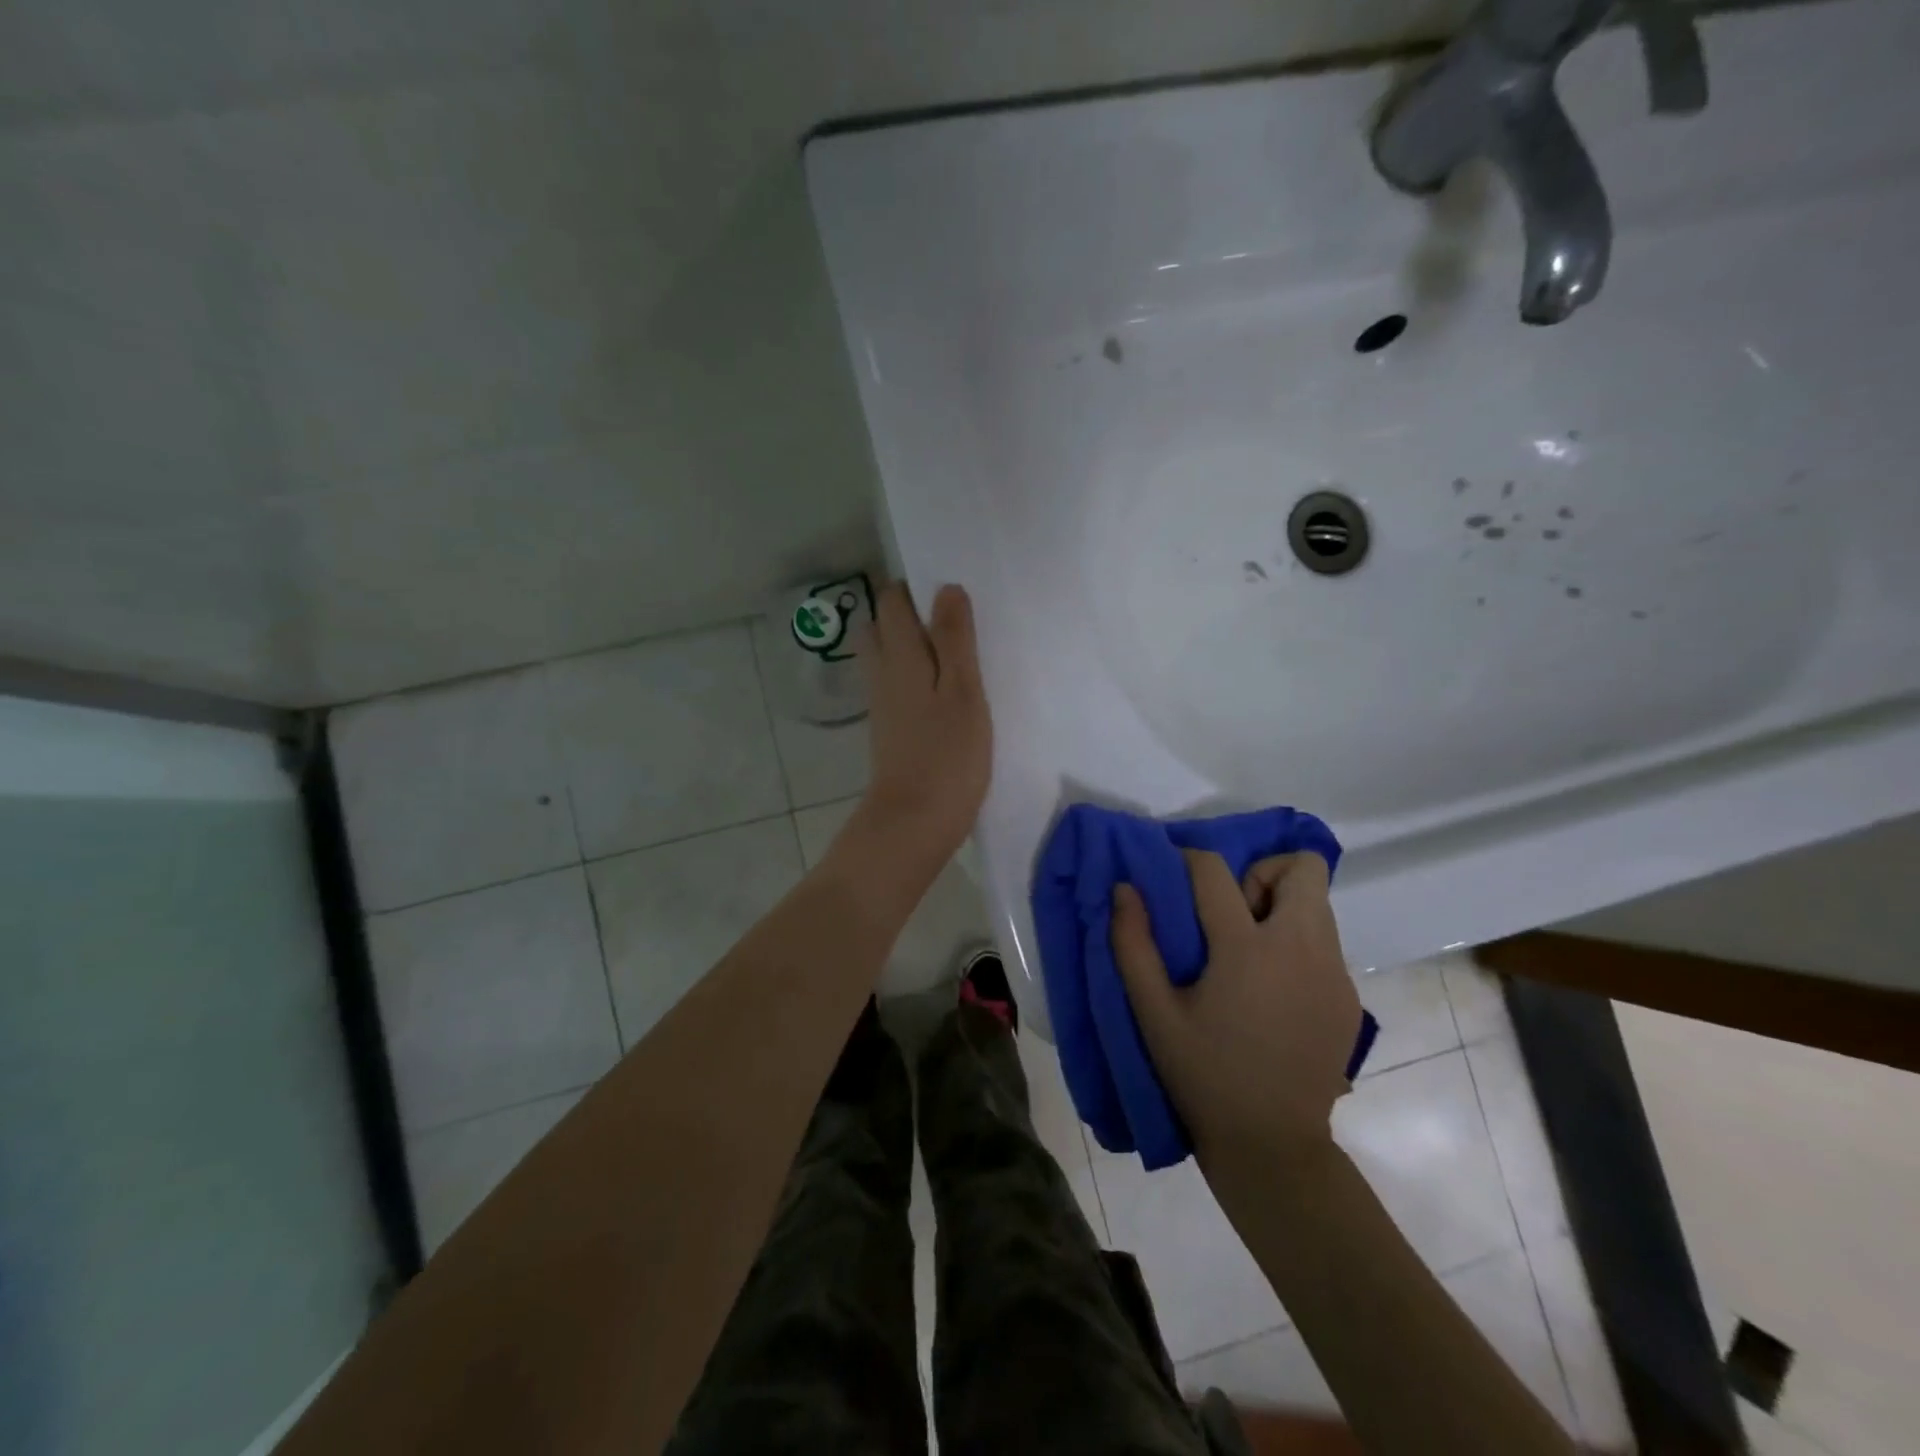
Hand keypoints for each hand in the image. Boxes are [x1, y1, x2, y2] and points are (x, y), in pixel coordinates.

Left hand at [856, 581, 992, 867]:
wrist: (913, 823)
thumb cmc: (946, 756)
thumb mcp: (962, 691)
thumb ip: (954, 639)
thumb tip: (945, 588)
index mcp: (900, 657)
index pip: (891, 603)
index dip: (914, 588)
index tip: (949, 590)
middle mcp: (882, 675)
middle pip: (880, 628)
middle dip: (907, 614)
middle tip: (952, 621)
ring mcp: (883, 705)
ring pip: (887, 658)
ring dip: (912, 646)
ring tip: (955, 653)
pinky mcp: (890, 731)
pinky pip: (897, 686)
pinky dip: (915, 676)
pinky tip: (945, 691)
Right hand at [1111, 849, 1360, 1167]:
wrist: (1272, 1146)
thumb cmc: (1202, 1074)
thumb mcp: (1153, 1012)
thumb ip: (1132, 943)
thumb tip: (1124, 888)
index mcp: (1247, 949)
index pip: (1215, 871)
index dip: (1188, 857)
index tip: (1173, 867)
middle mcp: (1301, 949)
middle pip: (1302, 867)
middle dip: (1261, 873)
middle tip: (1231, 913)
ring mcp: (1334, 974)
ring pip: (1318, 903)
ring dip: (1281, 906)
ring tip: (1248, 951)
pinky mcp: (1349, 998)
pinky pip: (1325, 943)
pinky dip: (1297, 944)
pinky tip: (1271, 991)